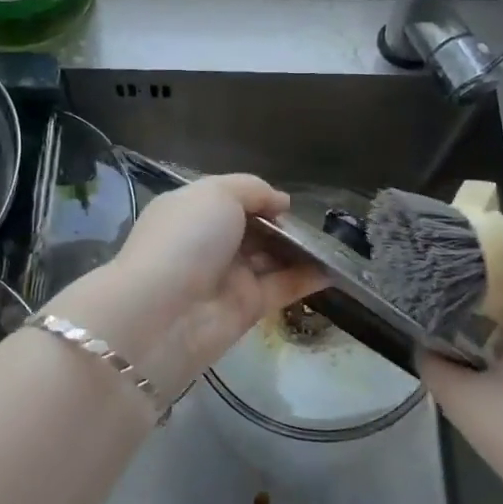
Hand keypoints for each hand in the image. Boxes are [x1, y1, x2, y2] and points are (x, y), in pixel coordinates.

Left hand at [52, 174, 326, 399]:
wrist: (163, 314)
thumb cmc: (186, 239)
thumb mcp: (215, 194)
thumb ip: (251, 190)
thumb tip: (280, 202)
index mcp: (191, 211)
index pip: (229, 199)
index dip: (259, 198)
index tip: (288, 203)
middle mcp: (208, 242)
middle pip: (253, 229)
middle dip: (283, 225)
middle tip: (321, 224)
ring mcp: (227, 276)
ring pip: (270, 258)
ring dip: (300, 251)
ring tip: (339, 244)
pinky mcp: (246, 308)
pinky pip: (282, 287)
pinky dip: (307, 278)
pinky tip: (335, 270)